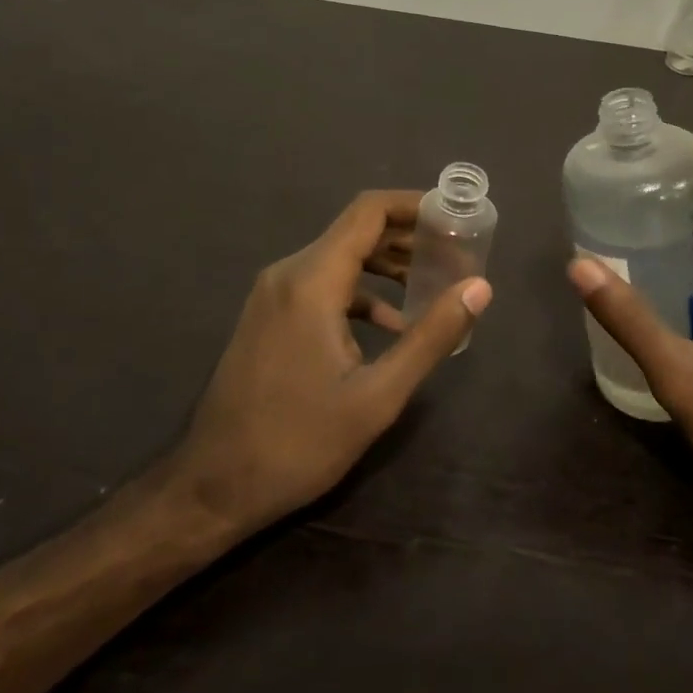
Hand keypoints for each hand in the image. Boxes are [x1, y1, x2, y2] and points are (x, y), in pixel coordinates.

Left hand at [166, 191, 491, 539]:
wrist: (212, 487)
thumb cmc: (298, 443)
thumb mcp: (377, 396)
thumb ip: (431, 336)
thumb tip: (479, 287)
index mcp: (312, 281)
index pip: (369, 212)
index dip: (414, 204)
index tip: (454, 216)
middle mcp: (289, 274)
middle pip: (356, 230)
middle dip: (408, 236)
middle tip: (455, 252)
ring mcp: (274, 295)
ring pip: (340, 257)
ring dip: (387, 263)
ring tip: (433, 281)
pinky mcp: (270, 316)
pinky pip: (323, 285)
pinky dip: (361, 291)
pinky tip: (392, 323)